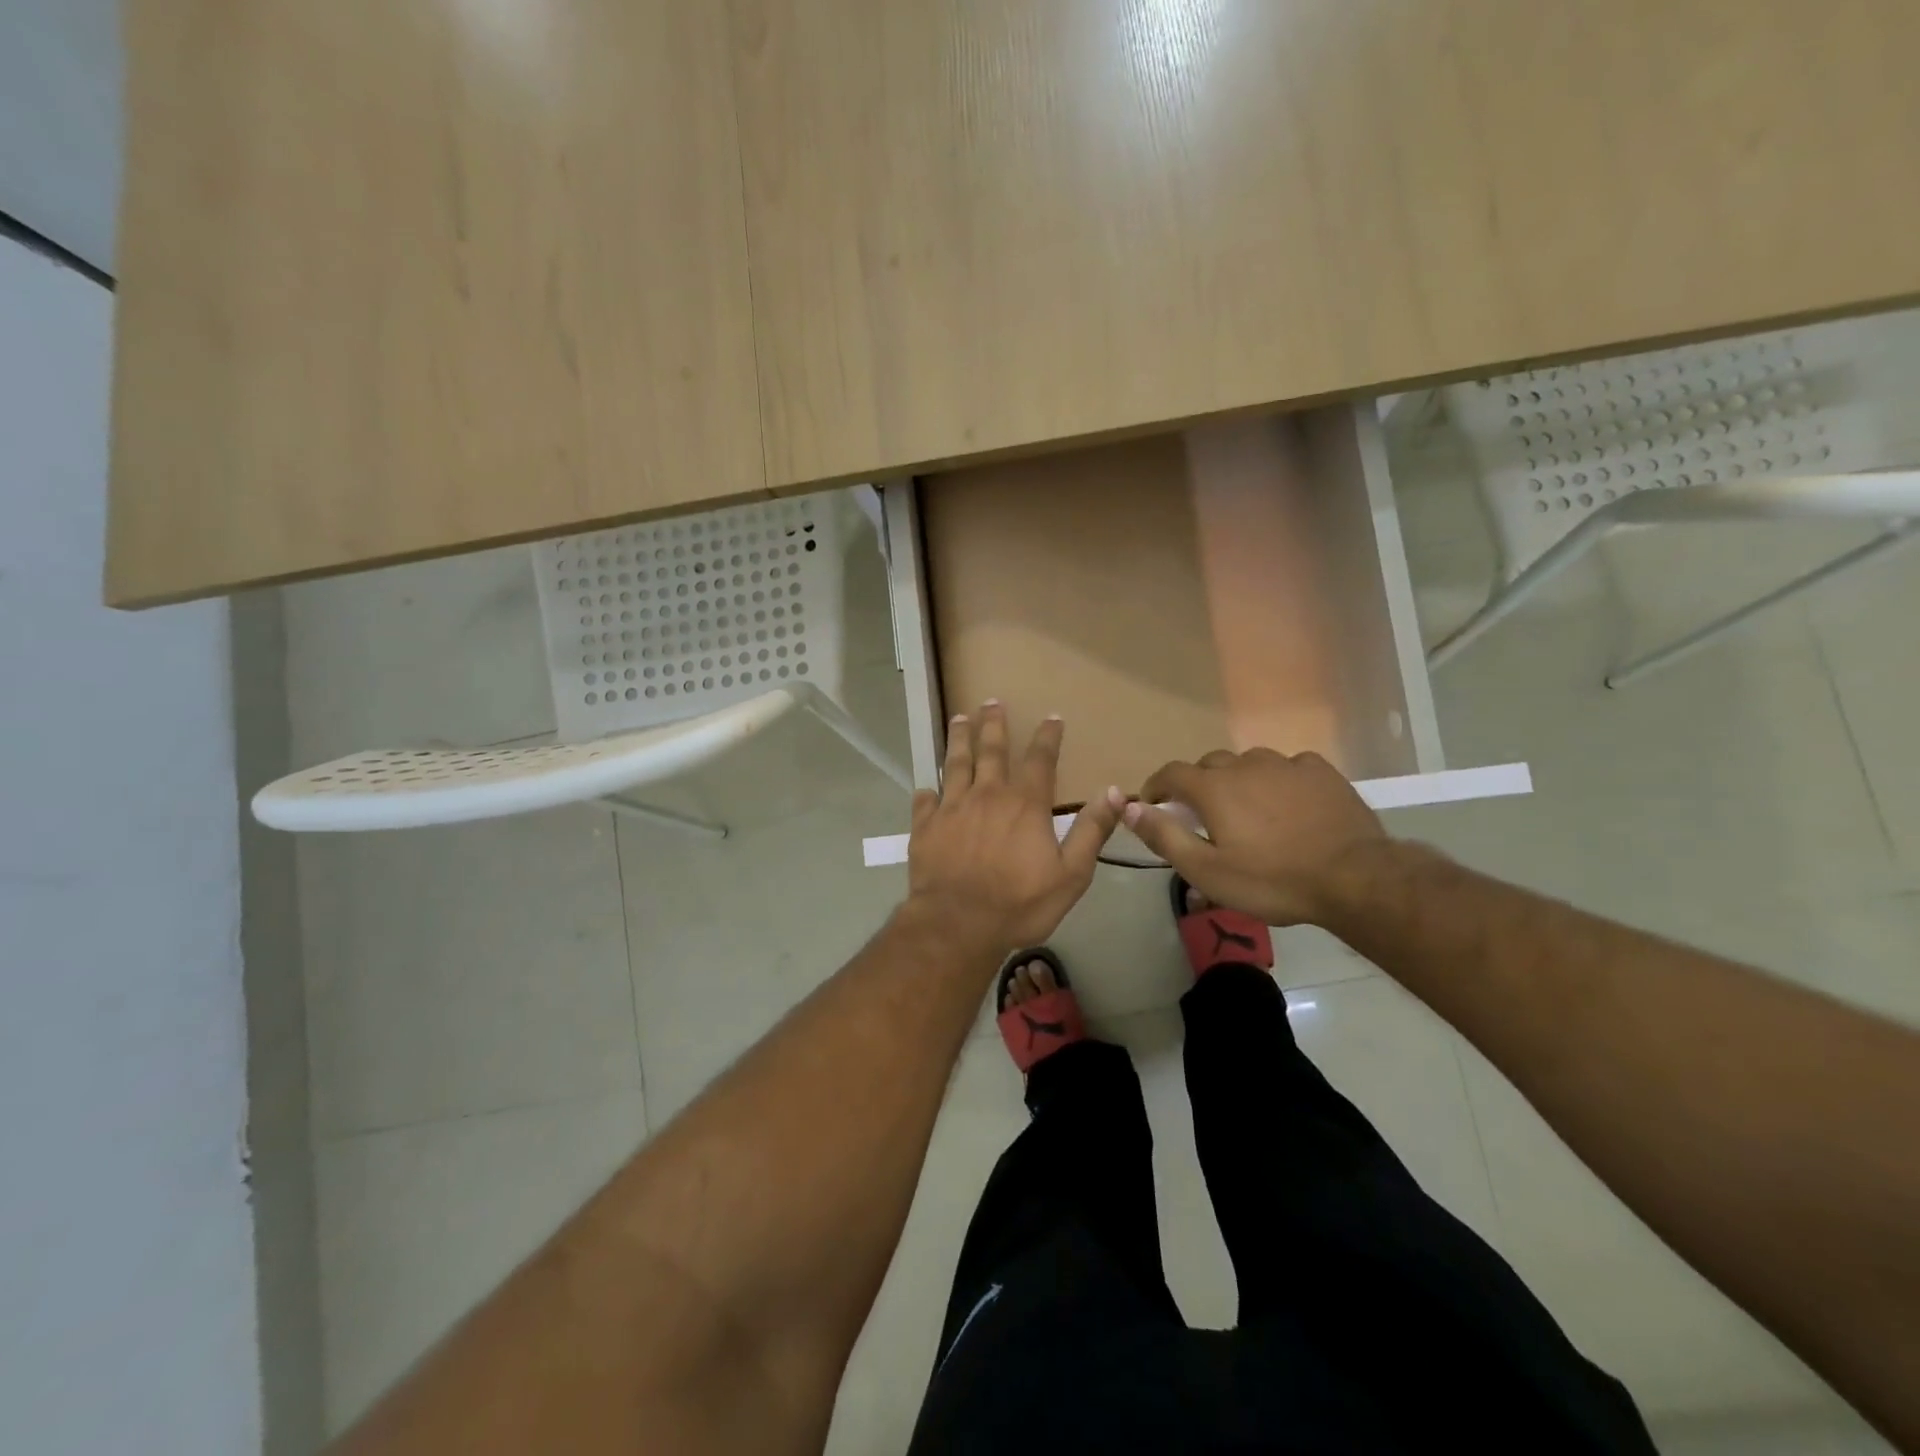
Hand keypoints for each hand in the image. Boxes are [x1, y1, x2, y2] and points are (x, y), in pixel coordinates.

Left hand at [905, 703, 1121, 957]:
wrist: (959, 923)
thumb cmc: (1019, 903)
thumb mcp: (1071, 874)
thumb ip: (1092, 831)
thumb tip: (1115, 792)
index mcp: (1025, 804)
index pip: (1040, 760)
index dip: (1047, 737)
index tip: (1051, 717)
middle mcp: (987, 795)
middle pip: (991, 750)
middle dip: (994, 724)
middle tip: (992, 702)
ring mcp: (952, 808)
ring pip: (955, 764)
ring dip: (959, 740)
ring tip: (959, 718)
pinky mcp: (925, 826)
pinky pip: (925, 801)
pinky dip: (927, 792)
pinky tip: (926, 787)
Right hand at [1122, 748, 1388, 926]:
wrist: (1355, 878)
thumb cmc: (1272, 880)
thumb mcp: (1206, 871)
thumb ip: (1164, 836)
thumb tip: (1128, 808)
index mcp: (1214, 788)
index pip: (1171, 772)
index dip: (1157, 786)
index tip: (1154, 804)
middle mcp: (1245, 765)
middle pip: (1210, 765)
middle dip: (1199, 785)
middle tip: (1204, 816)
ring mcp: (1286, 764)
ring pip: (1249, 763)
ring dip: (1239, 781)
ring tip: (1249, 811)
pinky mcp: (1321, 772)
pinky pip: (1288, 767)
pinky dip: (1278, 781)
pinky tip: (1289, 804)